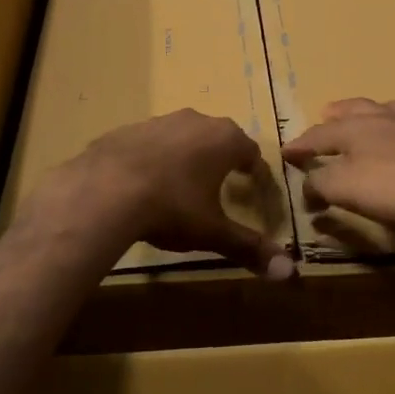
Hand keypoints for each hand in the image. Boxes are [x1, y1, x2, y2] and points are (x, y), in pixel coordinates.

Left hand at [29, 110, 293, 278]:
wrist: (104, 191)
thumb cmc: (171, 208)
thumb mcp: (212, 232)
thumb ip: (249, 248)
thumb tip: (290, 272)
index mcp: (224, 140)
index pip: (250, 151)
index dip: (254, 170)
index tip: (254, 185)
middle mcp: (195, 121)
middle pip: (217, 137)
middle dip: (221, 158)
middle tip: (220, 182)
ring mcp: (158, 121)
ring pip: (182, 136)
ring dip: (186, 155)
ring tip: (180, 184)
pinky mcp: (127, 129)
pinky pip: (149, 143)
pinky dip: (153, 158)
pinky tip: (143, 183)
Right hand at [281, 98, 394, 232]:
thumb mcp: (349, 189)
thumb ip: (321, 184)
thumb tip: (306, 186)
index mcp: (352, 128)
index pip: (316, 136)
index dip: (299, 146)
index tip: (285, 153)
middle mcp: (379, 118)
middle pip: (350, 111)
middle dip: (332, 118)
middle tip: (323, 117)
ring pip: (380, 111)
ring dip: (363, 115)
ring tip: (359, 119)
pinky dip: (394, 126)